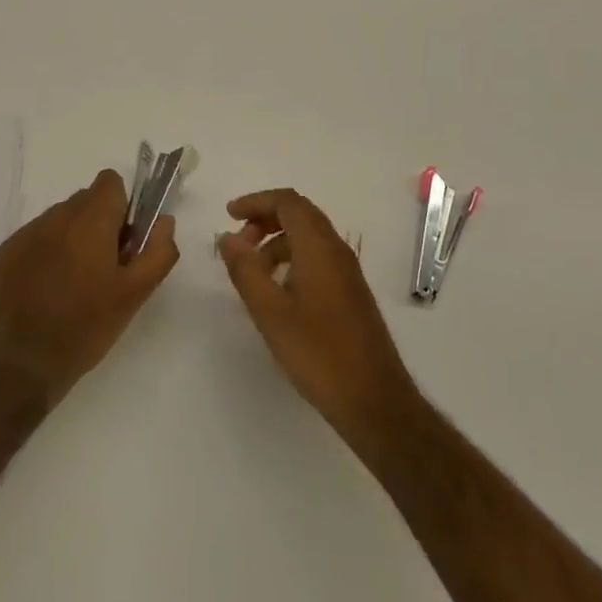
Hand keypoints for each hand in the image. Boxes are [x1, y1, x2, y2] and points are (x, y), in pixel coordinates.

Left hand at [0, 170, 178, 406]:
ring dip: (74, 237)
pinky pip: (38, 237)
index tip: (124, 242)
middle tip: (104, 269)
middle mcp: (57, 216)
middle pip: (87, 200)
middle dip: (100, 224)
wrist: (20, 365)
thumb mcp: (134, 295)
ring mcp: (28, 232)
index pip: (110, 181)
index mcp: (90, 220)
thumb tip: (165, 221)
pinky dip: (48, 252)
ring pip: (62, 218)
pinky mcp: (7, 251)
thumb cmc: (85, 327)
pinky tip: (48, 291)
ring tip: (74, 284)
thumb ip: (158, 251)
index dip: (123, 207)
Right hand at [217, 189, 418, 444]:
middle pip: (299, 214)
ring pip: (309, 237)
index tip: (229, 215)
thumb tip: (227, 237)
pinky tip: (278, 292)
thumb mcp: (270, 312)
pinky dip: (292, 259)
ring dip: (277, 242)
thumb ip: (245, 270)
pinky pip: (318, 258)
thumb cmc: (318, 353)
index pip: (287, 202)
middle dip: (265, 219)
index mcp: (319, 247)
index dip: (256, 201)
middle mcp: (337, 250)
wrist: (374, 400)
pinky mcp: (351, 293)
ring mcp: (348, 272)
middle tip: (238, 242)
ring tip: (253, 272)